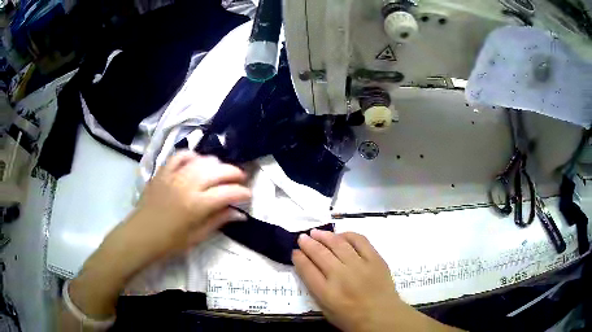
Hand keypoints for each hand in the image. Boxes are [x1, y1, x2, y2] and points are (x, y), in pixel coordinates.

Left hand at [127, 150, 251, 260]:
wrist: (141, 235)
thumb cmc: (169, 242)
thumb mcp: (197, 237)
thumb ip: (218, 221)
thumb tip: (239, 213)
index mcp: (197, 205)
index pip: (227, 192)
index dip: (242, 193)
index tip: (248, 196)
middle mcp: (187, 185)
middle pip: (218, 170)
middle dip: (234, 173)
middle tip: (240, 180)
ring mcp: (173, 175)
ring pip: (201, 160)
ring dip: (216, 164)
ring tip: (220, 172)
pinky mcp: (163, 172)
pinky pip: (180, 156)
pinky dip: (192, 156)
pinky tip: (197, 162)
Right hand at [293, 230, 459, 331]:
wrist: (382, 316)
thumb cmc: (352, 317)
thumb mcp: (326, 309)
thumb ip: (316, 288)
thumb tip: (308, 267)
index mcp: (327, 293)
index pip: (307, 269)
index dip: (299, 258)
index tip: (295, 251)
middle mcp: (341, 276)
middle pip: (320, 254)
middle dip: (308, 243)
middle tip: (302, 237)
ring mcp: (360, 266)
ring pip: (338, 244)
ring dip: (324, 236)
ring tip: (316, 232)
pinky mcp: (375, 259)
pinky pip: (360, 241)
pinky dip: (348, 235)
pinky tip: (341, 235)